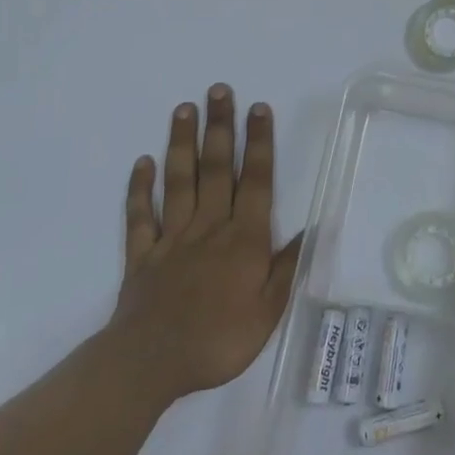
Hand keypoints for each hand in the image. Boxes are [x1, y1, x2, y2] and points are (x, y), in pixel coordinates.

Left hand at [109, 85, 302, 399]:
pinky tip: (142, 163)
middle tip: (218, 89)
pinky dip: (140, 189)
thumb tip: (315, 228)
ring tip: (183, 109)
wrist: (151, 364)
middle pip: (216, 169)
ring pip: (179, 181)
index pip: (255, 181)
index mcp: (244, 238)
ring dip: (182, 144)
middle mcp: (209, 227)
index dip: (258, 143)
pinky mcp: (142, 255)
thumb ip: (288, 265)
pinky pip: (140, 216)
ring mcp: (172, 238)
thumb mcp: (269, 311)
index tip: (257, 108)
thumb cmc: (219, 339)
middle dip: (219, 127)